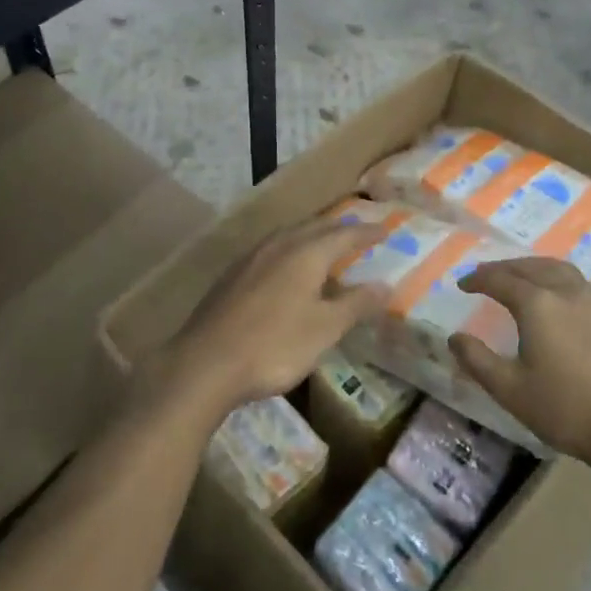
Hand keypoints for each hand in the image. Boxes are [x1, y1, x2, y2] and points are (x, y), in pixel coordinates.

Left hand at [157, 219, 387, 418]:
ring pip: (289, 235)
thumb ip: (356, 304)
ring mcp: (251, 258)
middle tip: (358, 232)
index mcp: (305, 253)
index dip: (366, 232)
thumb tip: (386, 285)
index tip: (385, 229)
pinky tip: (286, 268)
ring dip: (311, 235)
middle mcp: (279, 245)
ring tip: (325, 245)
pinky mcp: (233, 275)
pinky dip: (290, 250)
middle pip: (314, 227)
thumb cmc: (274, 345)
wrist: (205, 363)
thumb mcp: (325, 329)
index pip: (344, 234)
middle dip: (339, 228)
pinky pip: (271, 249)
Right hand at [450, 257, 590, 467]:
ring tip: (519, 276)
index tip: (462, 285)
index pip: (500, 280)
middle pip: (530, 267)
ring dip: (532, 267)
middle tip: (486, 275)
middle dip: (504, 268)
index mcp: (538, 303)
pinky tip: (555, 296)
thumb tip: (454, 337)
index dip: (478, 279)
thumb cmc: (566, 409)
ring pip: (557, 268)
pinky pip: (576, 281)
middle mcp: (566, 291)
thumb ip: (478, 360)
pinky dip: (555, 277)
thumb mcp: (511, 390)